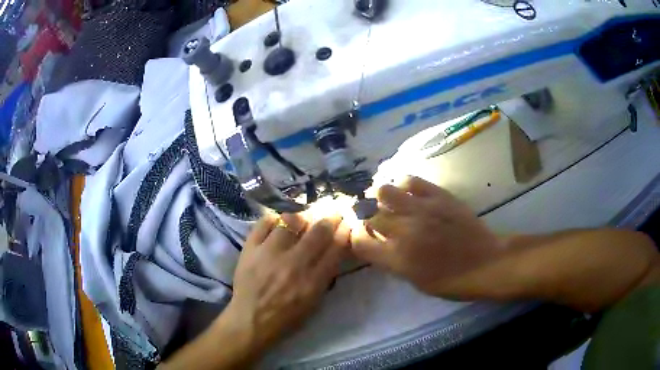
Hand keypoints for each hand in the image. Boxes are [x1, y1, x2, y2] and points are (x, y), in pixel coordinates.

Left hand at [220, 212, 349, 356]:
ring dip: (303, 217)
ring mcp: (270, 253)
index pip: (335, 248)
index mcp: (313, 281)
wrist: (251, 320)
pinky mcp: (250, 248)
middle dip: (330, 218)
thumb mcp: (314, 302)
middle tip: (333, 212)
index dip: (344, 232)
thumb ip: (325, 276)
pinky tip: (280, 222)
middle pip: (318, 231)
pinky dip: (275, 218)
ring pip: (292, 221)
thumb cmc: (286, 316)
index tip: (346, 223)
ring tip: (304, 218)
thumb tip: (334, 249)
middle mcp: (294, 263)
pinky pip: (265, 222)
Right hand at [351, 177, 503, 295]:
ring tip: (389, 202)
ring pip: (383, 192)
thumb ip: (392, 262)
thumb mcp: (415, 282)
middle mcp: (404, 232)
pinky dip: (404, 185)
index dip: (356, 237)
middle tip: (376, 219)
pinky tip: (408, 193)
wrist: (485, 263)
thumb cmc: (451, 282)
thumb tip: (378, 244)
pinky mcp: (438, 196)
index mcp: (397, 259)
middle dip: (367, 218)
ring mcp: (421, 210)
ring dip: (381, 198)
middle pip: (369, 216)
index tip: (362, 236)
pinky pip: (410, 180)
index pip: (359, 242)